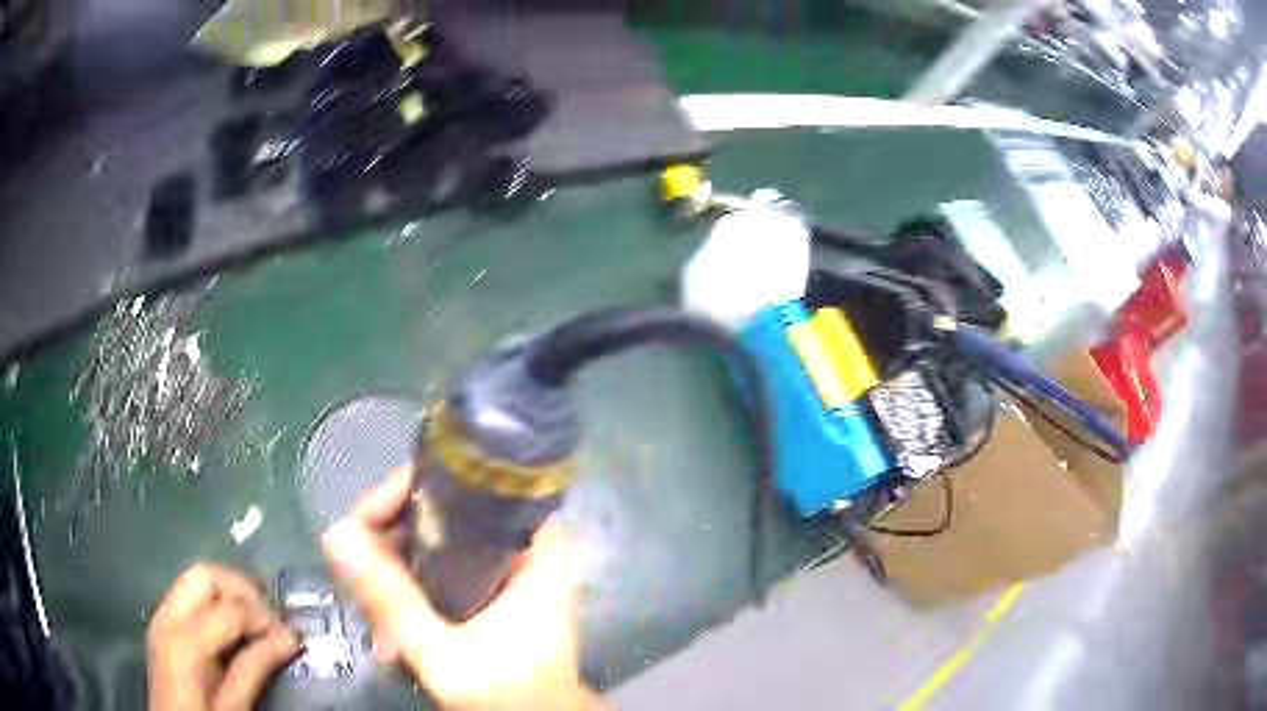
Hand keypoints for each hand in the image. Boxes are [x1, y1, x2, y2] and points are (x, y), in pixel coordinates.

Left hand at [147, 563, 299, 710]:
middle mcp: (167, 615)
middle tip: (272, 616)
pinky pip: (189, 594)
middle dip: (242, 588)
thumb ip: (255, 668)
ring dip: (229, 591)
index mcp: (184, 640)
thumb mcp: (234, 705)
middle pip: (205, 575)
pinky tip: (233, 625)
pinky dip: (215, 600)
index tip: (290, 634)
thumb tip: (290, 639)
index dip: (263, 617)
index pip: (229, 610)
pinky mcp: (162, 621)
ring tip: (257, 619)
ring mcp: (161, 615)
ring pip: (196, 578)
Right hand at [323, 466, 600, 710]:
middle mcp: (522, 549)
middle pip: (441, 512)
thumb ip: (392, 601)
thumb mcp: (445, 656)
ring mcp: (505, 572)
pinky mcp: (490, 594)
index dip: (409, 491)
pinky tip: (392, 637)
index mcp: (533, 550)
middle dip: (390, 546)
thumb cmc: (511, 697)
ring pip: (432, 545)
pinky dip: (409, 596)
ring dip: (394, 578)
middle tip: (360, 584)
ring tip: (380, 630)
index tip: (366, 523)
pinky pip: (437, 573)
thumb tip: (335, 534)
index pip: (467, 485)